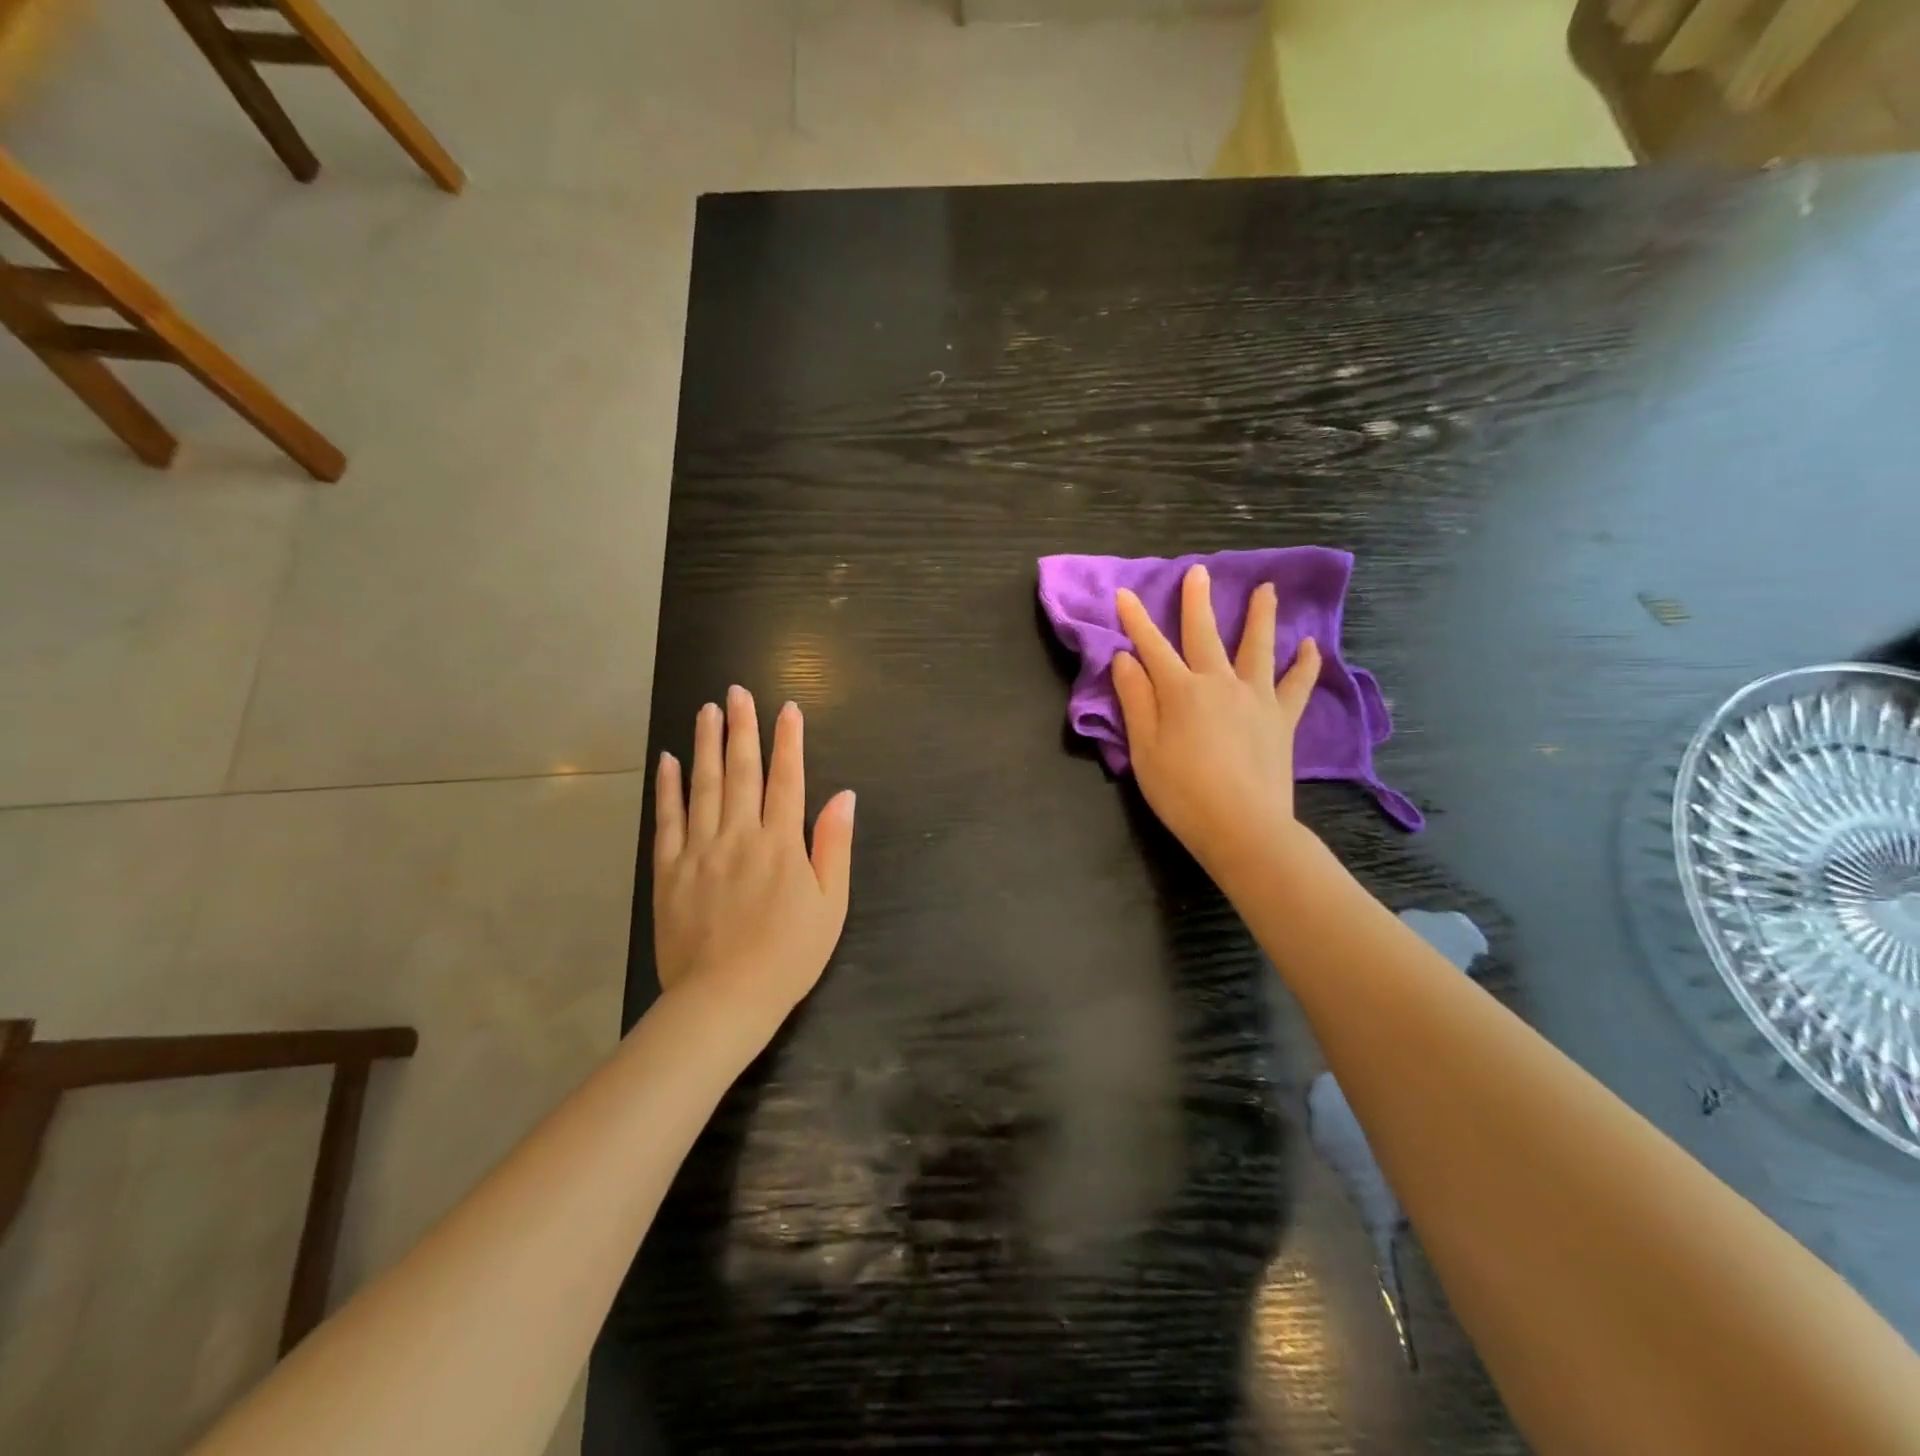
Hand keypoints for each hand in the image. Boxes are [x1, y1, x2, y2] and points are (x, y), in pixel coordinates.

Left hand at [653, 687, 856, 1020]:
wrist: (725, 999)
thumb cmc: (789, 954)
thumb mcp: (832, 904)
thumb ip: (835, 845)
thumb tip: (843, 796)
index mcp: (782, 843)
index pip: (787, 779)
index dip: (788, 741)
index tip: (787, 708)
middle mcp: (740, 835)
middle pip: (742, 771)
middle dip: (742, 728)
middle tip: (737, 692)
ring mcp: (700, 850)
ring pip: (704, 785)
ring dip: (706, 744)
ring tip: (706, 711)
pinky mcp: (669, 871)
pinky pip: (668, 819)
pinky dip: (668, 788)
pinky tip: (668, 761)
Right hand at [1112, 563, 1320, 881]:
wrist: (1242, 826)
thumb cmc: (1182, 792)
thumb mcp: (1144, 749)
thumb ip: (1135, 700)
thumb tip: (1126, 658)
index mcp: (1180, 691)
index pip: (1151, 647)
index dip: (1135, 620)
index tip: (1124, 594)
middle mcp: (1219, 683)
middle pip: (1205, 634)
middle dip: (1197, 602)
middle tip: (1198, 572)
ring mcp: (1255, 698)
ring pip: (1257, 647)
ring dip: (1260, 616)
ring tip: (1267, 589)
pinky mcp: (1281, 719)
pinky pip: (1297, 685)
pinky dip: (1304, 665)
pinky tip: (1310, 646)